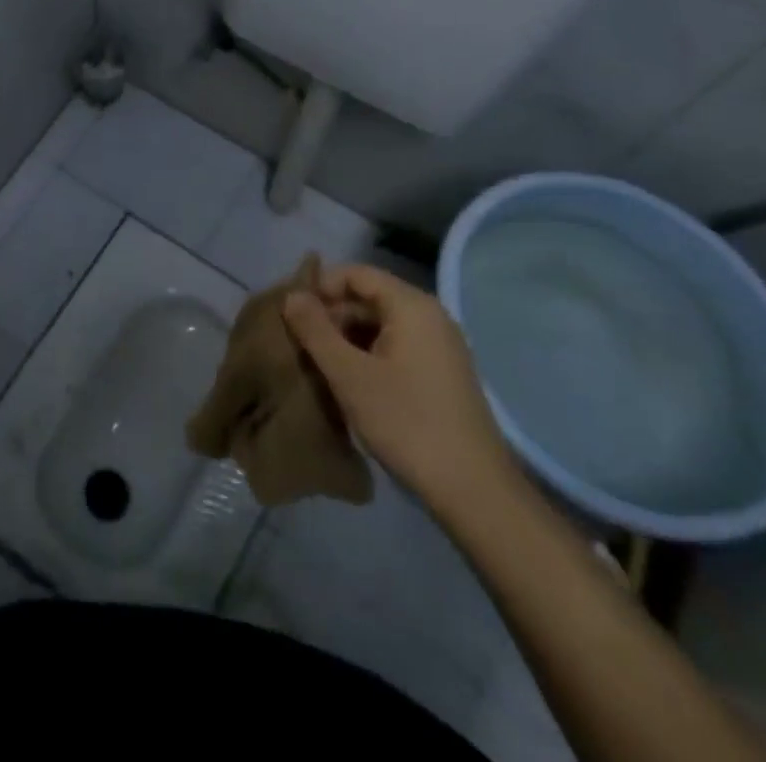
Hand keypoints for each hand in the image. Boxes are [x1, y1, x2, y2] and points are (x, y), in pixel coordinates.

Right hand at [284, 264, 514, 515]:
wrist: (474, 492)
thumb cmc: (407, 423)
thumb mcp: (349, 375)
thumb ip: (316, 330)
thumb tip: (291, 295)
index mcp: (412, 306)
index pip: (356, 274)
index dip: (320, 287)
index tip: (292, 314)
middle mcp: (430, 317)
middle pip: (368, 297)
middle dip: (331, 315)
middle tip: (299, 343)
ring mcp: (440, 347)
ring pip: (380, 325)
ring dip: (346, 338)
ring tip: (318, 365)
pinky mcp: (442, 374)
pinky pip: (396, 347)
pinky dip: (368, 355)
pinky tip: (349, 383)